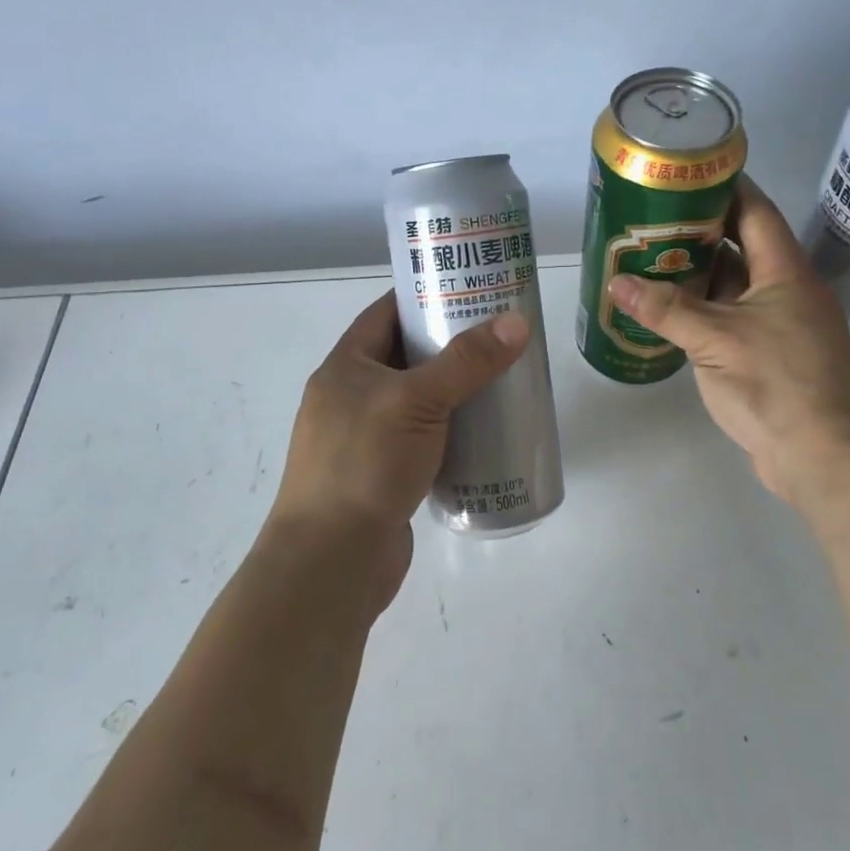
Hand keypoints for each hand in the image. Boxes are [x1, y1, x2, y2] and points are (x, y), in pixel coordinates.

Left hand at [263, 292, 529, 610]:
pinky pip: (423, 440)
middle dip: (450, 345)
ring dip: (454, 391)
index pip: (386, 314)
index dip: (425, 297)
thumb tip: (517, 322)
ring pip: (417, 401)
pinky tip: (487, 432)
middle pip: (406, 357)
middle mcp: (351, 397)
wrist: (332, 561)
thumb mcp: (417, 401)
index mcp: (345, 367)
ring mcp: (366, 439)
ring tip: (503, 378)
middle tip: (501, 335)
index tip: (471, 289)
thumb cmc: (365, 464)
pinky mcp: (383, 475)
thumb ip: (466, 362)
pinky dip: (451, 432)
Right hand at [607, 177, 849, 506]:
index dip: (726, 188)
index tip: (688, 174)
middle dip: (700, 233)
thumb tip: (617, 283)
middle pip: (742, 248)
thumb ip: (666, 309)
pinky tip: (669, 312)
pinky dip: (703, 312)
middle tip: (652, 220)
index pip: (756, 212)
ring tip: (650, 260)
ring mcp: (781, 327)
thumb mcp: (714, 341)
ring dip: (698, 276)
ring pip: (735, 288)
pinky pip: (732, 320)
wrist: (823, 457)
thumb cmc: (776, 384)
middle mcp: (787, 292)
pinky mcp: (771, 357)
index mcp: (786, 273)